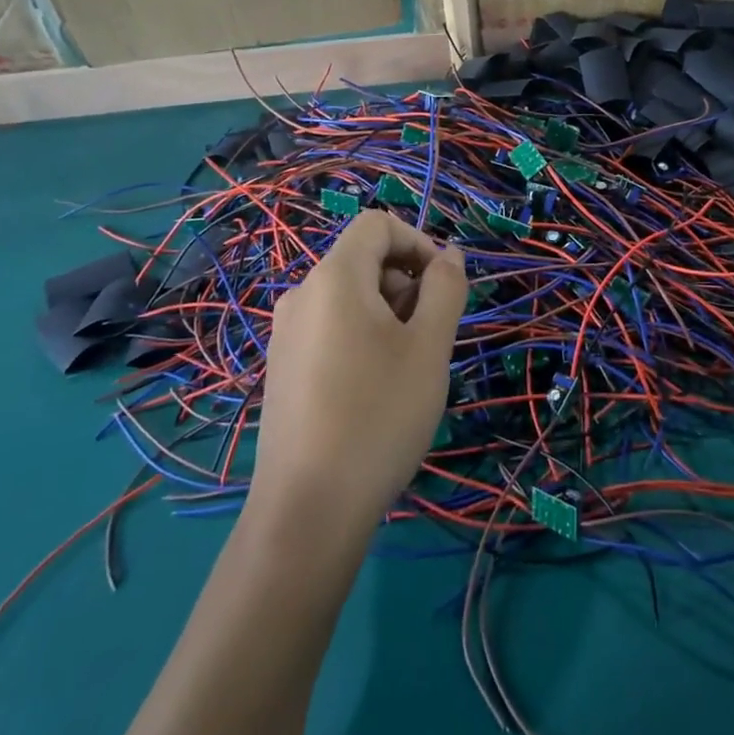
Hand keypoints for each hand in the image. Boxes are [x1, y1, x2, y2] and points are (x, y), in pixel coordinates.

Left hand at [254, 210, 466, 533]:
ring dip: (389, 313)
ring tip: (407, 369)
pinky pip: (331, 328)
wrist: (308, 510)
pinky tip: (375, 390)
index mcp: (334, 277)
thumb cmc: (379, 414)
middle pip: (364, 260)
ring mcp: (286, 334)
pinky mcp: (283, 368)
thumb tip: (450, 255)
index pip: (377, 224)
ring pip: (350, 297)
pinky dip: (363, 337)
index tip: (443, 287)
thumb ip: (446, 288)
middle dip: (407, 283)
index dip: (418, 242)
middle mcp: (302, 295)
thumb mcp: (429, 346)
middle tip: (430, 337)